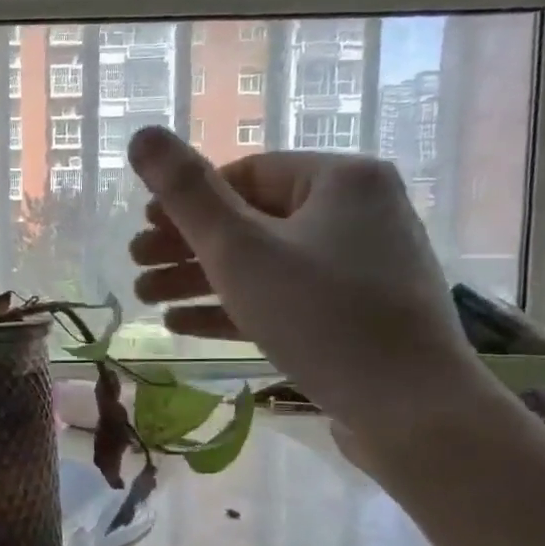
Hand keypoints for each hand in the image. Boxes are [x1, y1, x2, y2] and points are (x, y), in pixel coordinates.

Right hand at [124, 127, 488, 440]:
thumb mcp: (239, 249)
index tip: (143, 231)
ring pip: (264, 263)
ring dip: (200, 279)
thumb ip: (186, 193)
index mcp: (341, 180)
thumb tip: (142, 134)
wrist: (410, 411)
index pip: (246, 174)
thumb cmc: (319, 314)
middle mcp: (358, 213)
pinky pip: (285, 297)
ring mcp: (360, 268)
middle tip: (135, 267)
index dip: (186, 201)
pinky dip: (235, 307)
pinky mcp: (355, 315)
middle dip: (185, 246)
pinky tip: (182, 324)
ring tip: (146, 299)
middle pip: (251, 220)